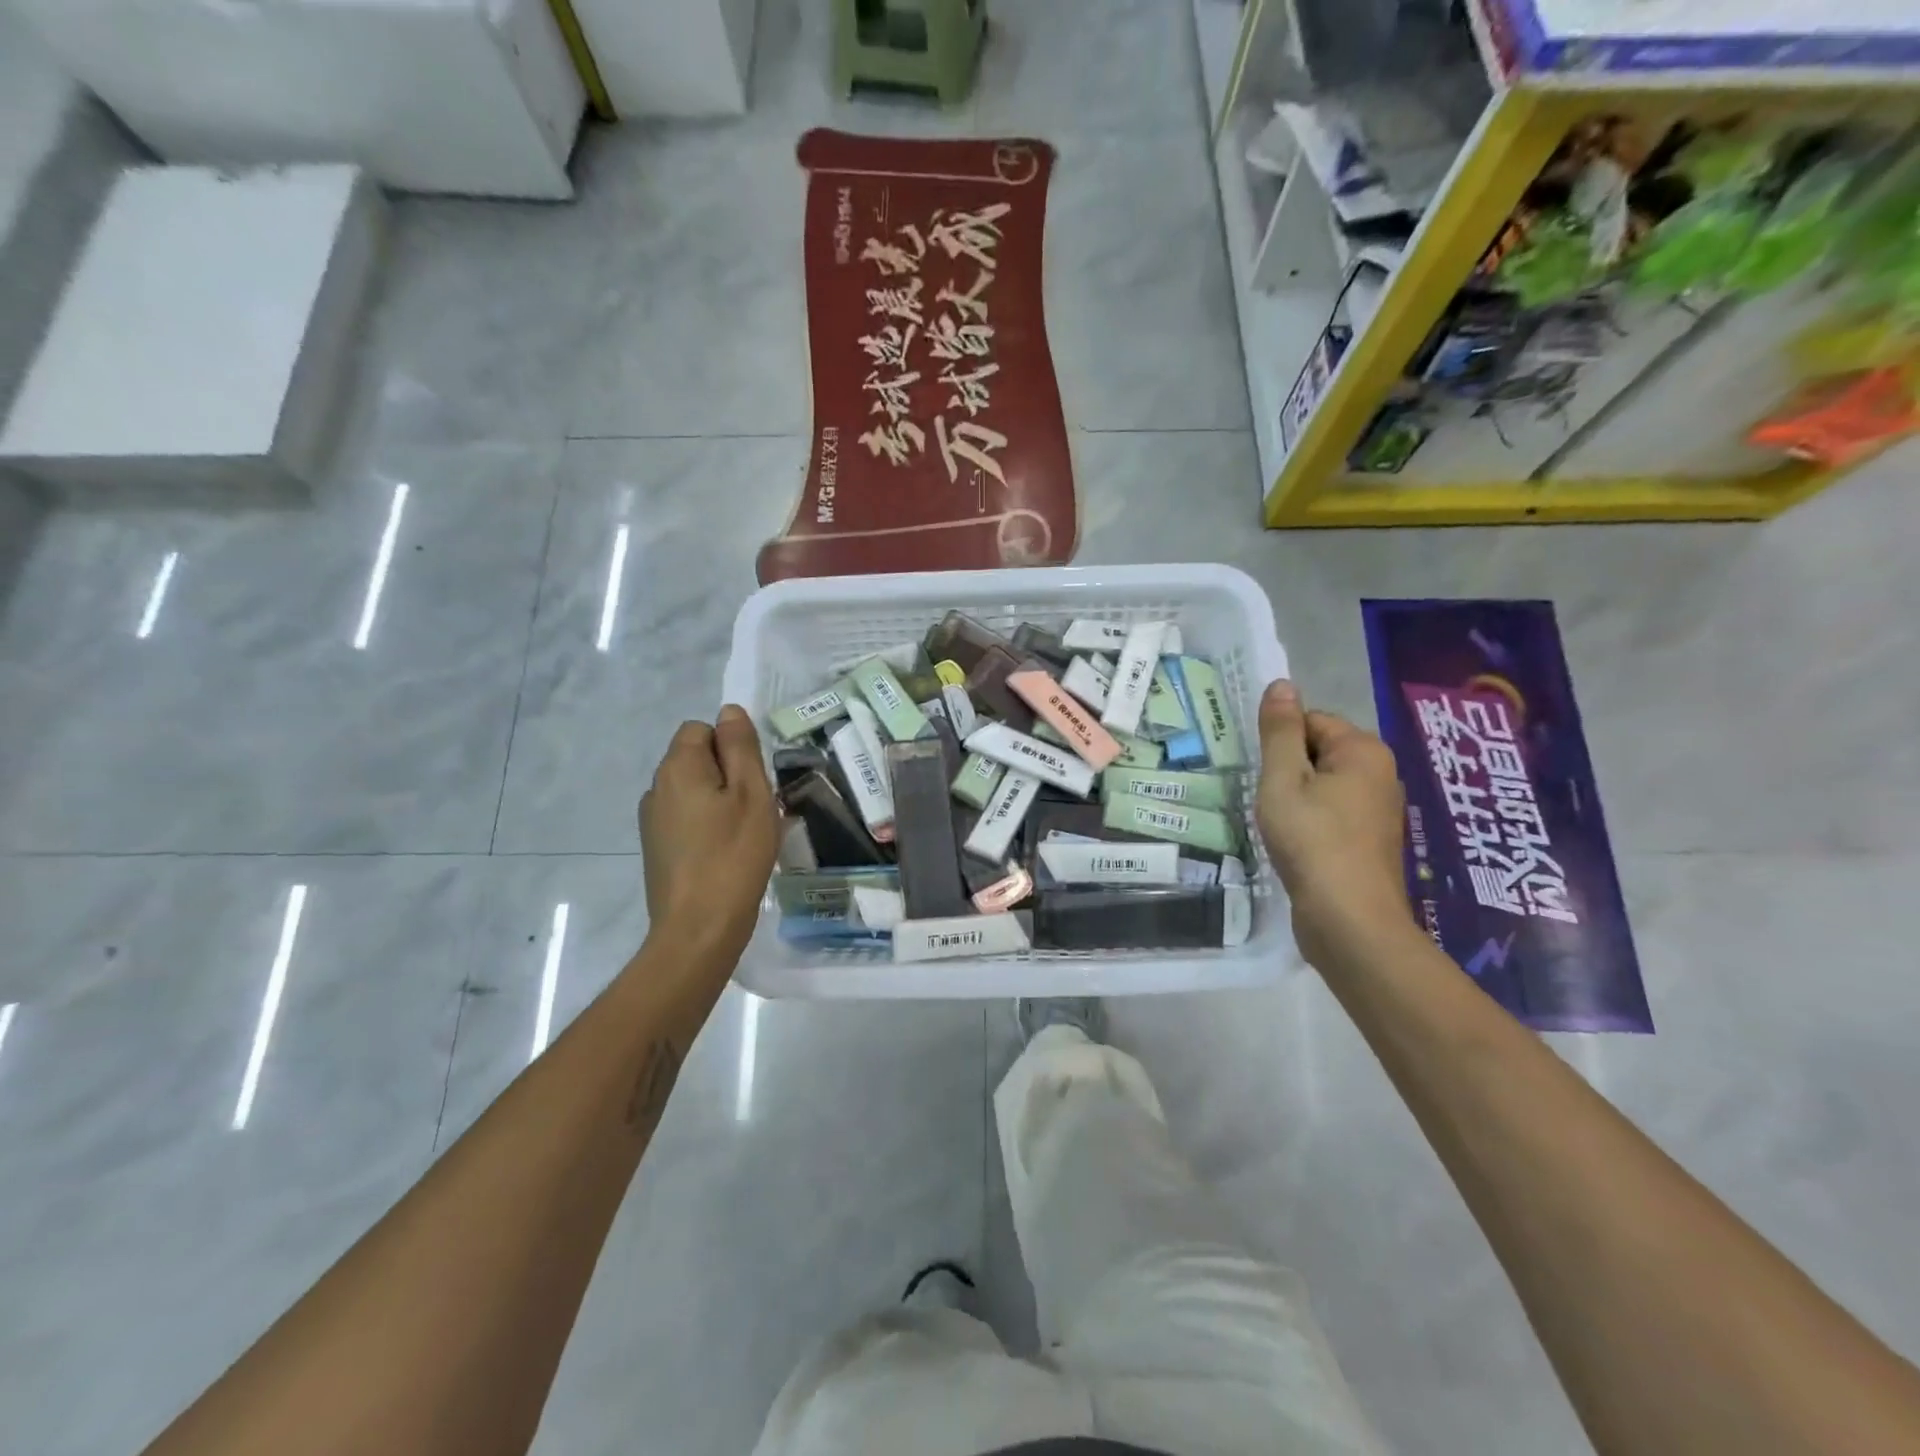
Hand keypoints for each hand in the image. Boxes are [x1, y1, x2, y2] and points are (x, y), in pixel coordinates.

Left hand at [639, 706, 780, 970]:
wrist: (699, 929)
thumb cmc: (734, 855)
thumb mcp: (752, 794)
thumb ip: (740, 747)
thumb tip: (729, 711)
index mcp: (678, 767)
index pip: (702, 729)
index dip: (732, 747)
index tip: (753, 781)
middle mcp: (656, 787)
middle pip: (696, 759)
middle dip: (728, 774)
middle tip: (757, 809)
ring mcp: (652, 821)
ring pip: (694, 791)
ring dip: (720, 802)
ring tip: (745, 834)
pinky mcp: (656, 849)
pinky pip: (687, 819)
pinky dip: (708, 826)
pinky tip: (727, 853)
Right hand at [1255, 680, 1418, 967]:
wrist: (1348, 918)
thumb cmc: (1311, 840)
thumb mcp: (1282, 779)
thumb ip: (1279, 731)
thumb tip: (1281, 684)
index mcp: (1363, 750)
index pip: (1310, 721)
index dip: (1279, 746)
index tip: (1264, 776)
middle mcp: (1380, 772)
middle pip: (1318, 751)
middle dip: (1288, 771)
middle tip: (1269, 801)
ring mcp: (1379, 809)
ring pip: (1323, 785)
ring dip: (1296, 799)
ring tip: (1280, 825)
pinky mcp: (1371, 840)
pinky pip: (1333, 812)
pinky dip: (1311, 822)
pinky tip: (1297, 845)